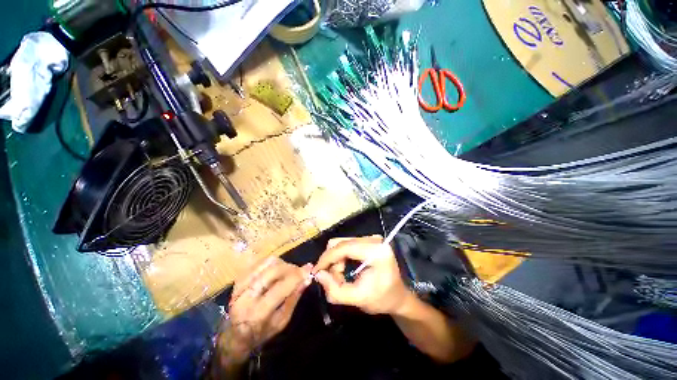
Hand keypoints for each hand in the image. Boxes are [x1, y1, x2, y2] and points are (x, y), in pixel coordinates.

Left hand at [219, 257, 312, 363]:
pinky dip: (272, 262)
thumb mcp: (282, 321)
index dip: (297, 276)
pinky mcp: (238, 278)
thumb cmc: (262, 332)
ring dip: (282, 264)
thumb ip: (294, 298)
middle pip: (273, 271)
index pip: (281, 288)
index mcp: (258, 313)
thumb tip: (308, 278)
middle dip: (291, 268)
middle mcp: (246, 297)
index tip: (309, 269)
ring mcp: (240, 285)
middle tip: (299, 271)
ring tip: (288, 271)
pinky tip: (277, 269)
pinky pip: (260, 262)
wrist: (234, 335)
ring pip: (267, 263)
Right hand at [313, 236, 412, 315]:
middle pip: (341, 243)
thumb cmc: (382, 299)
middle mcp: (374, 239)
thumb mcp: (358, 299)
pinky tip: (345, 269)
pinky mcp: (368, 240)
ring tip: (341, 277)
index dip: (327, 258)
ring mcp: (371, 238)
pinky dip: (341, 257)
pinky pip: (347, 244)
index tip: (315, 272)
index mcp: (376, 251)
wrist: (398, 296)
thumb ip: (335, 290)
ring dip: (336, 260)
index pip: (344, 247)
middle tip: (333, 280)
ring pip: (341, 243)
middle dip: (332, 262)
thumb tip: (318, 274)